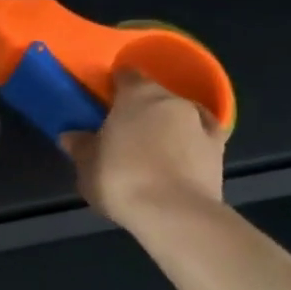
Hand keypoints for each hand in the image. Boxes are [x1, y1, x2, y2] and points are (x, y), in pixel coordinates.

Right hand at [60, 69, 227, 231]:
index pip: (127, 75)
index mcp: (138, 95)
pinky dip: (192, 142)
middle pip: (155, 95)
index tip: (106, 99)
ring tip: (152, 150)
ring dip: (167, 126)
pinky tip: (182, 156)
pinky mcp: (220, 150)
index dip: (116, 85)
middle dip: (141, 109)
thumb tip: (70, 136)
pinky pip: (202, 137)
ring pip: (180, 115)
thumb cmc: (121, 180)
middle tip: (124, 131)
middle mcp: (172, 100)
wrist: (174, 214)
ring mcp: (201, 123)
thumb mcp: (87, 166)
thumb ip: (80, 147)